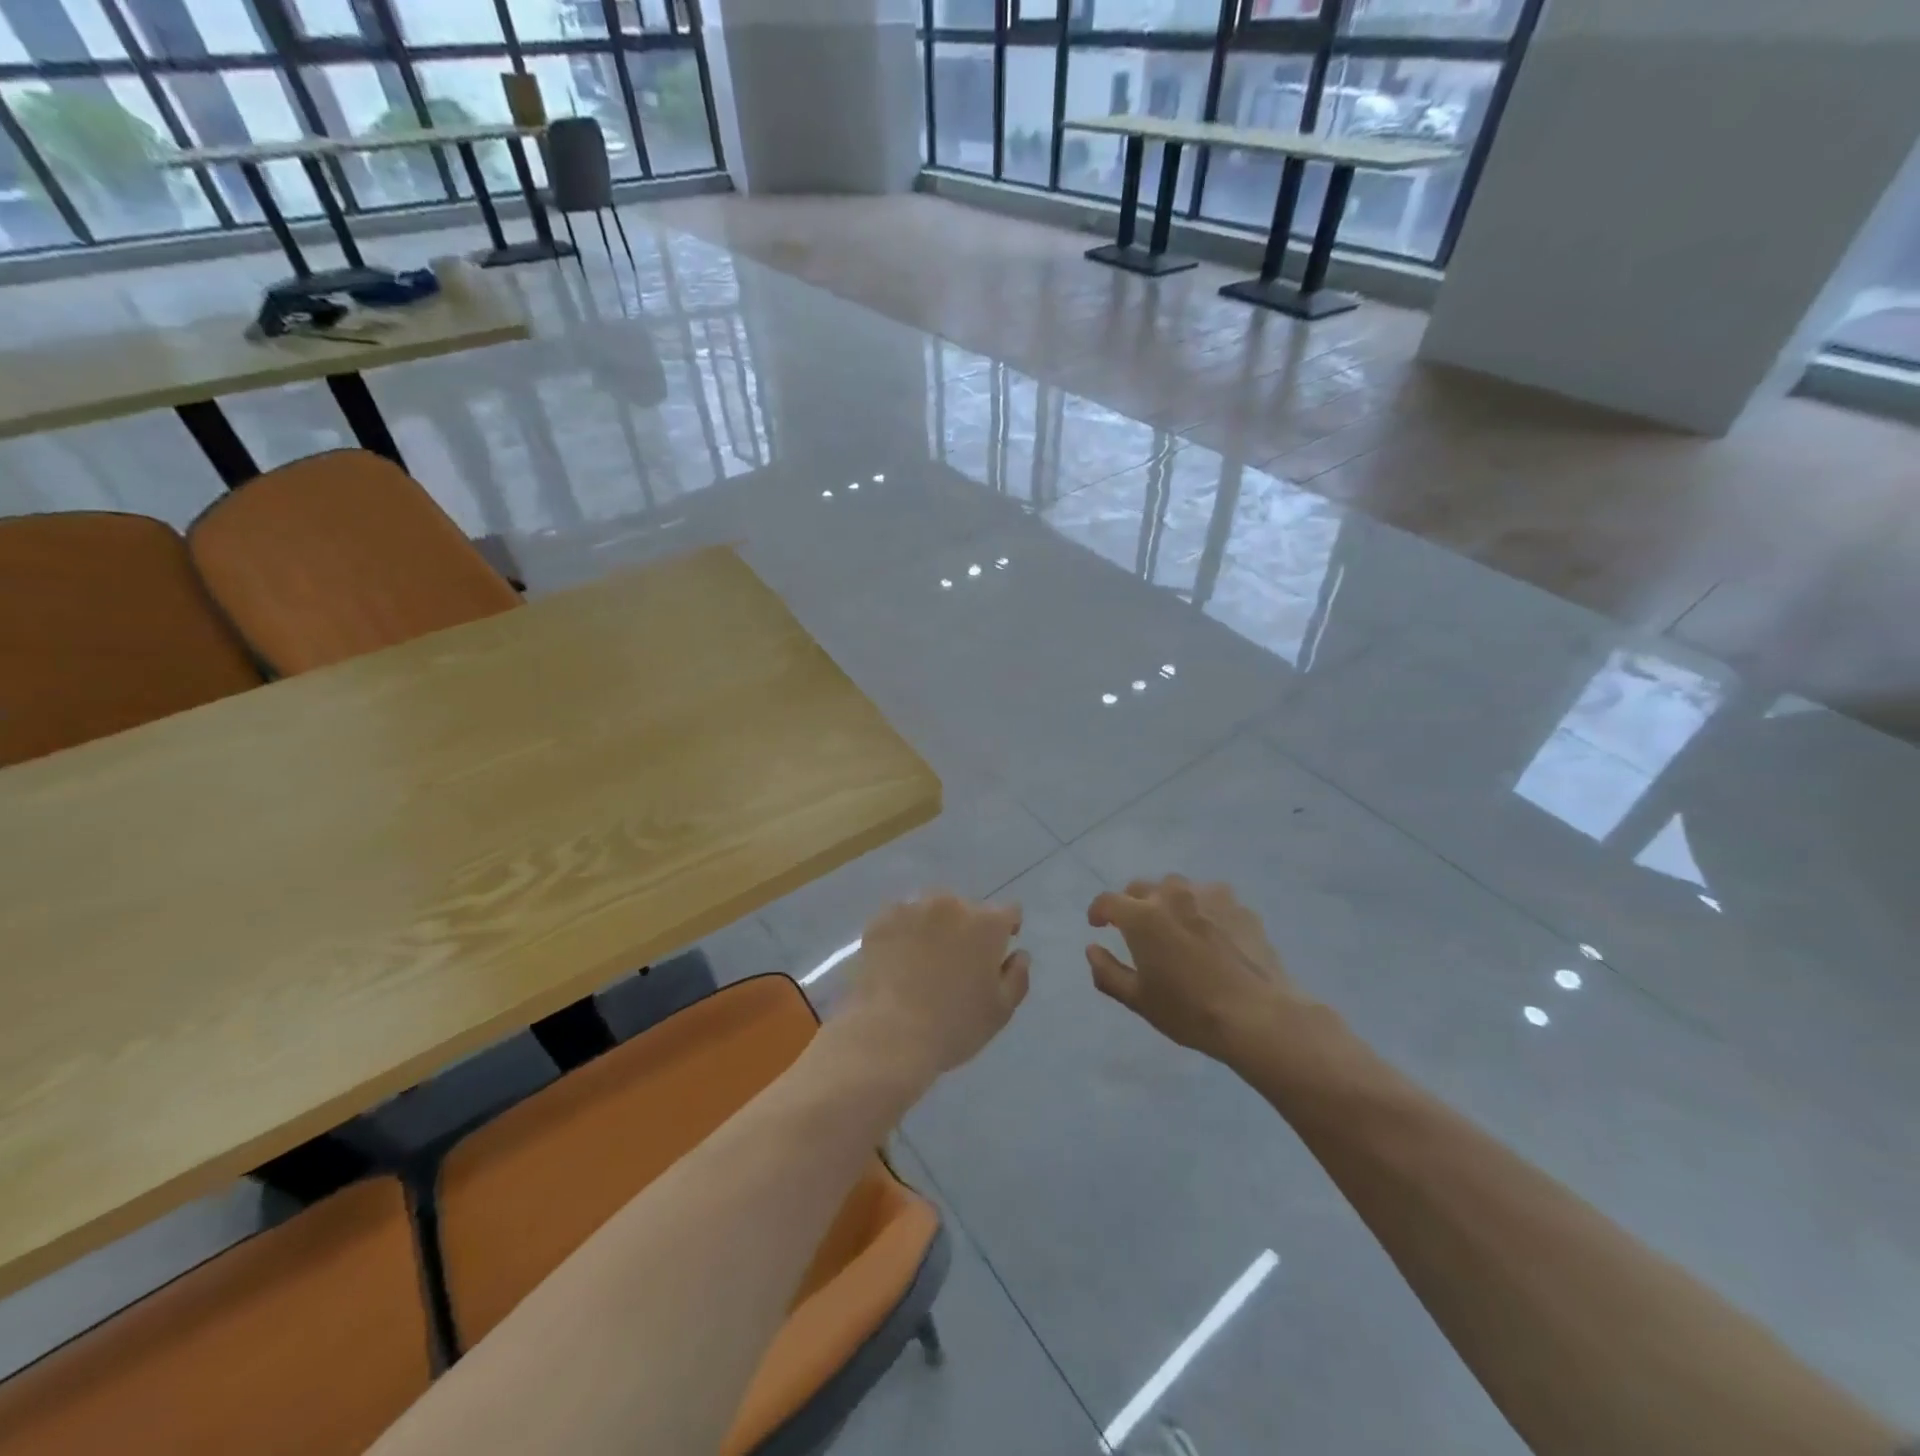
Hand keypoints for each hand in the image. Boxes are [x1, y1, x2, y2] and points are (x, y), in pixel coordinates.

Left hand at [837, 893, 1029, 1086]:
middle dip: (966, 929)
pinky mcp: (881, 920)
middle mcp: (951, 904)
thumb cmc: (953, 1026)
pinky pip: (900, 919)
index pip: (1008, 912)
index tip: (996, 953)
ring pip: (931, 911)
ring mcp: (912, 908)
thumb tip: (1019, 954)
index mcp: (986, 923)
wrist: (888, 1036)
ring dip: (933, 927)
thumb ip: (1017, 976)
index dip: (1006, 930)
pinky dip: (902, 933)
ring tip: (922, 962)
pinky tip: (896, 961)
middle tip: (955, 963)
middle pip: (966, 909)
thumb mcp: (1000, 1011)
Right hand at [1086, 876, 1307, 1064]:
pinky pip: (1210, 898)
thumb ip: (1107, 971)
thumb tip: (1092, 948)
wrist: (1259, 1016)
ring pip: (1177, 887)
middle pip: (1141, 888)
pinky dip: (1201, 909)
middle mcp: (1172, 895)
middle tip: (1136, 930)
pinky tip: (1211, 934)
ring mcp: (1208, 895)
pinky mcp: (1239, 905)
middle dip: (1132, 904)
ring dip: (1167, 901)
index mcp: (1141, 916)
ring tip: (1175, 927)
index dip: (1098, 911)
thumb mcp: (1139, 1000)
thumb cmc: (1190, 1011)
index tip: (1098, 925)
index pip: (1108, 900)